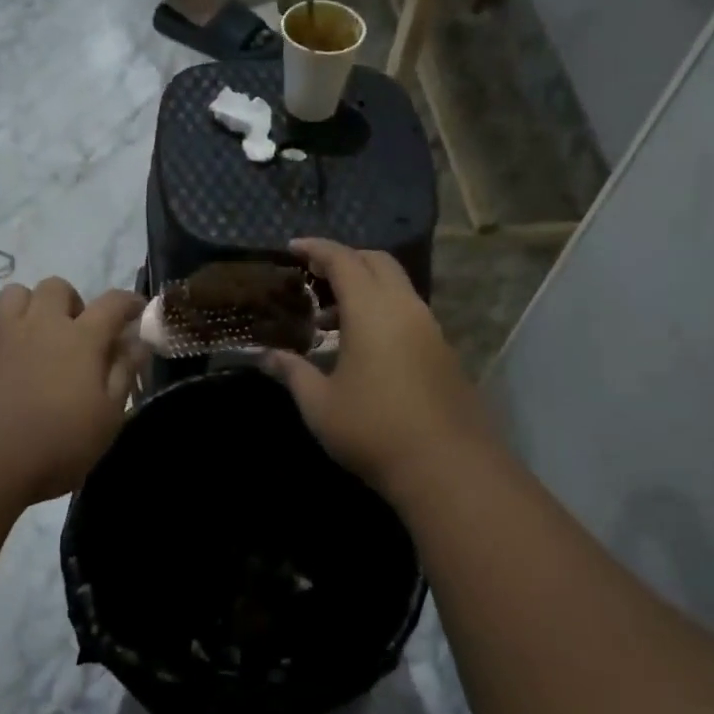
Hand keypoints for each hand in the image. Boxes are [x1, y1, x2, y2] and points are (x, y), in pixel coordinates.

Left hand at [0, 278, 143, 504]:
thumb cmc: (58, 445)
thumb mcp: (108, 418)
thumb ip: (123, 374)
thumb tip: (135, 342)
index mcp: (82, 340)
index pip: (113, 303)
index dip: (129, 302)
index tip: (137, 310)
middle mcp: (40, 326)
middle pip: (56, 287)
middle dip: (71, 301)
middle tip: (77, 331)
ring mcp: (0, 337)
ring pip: (12, 293)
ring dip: (27, 304)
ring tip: (33, 330)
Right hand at [262, 239, 490, 497]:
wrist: (446, 465)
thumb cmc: (373, 429)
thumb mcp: (320, 404)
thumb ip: (292, 372)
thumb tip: (266, 357)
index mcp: (372, 310)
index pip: (343, 260)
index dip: (316, 249)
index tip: (292, 248)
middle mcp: (405, 307)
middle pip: (376, 262)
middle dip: (344, 261)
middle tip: (313, 279)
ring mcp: (429, 328)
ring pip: (396, 287)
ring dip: (364, 289)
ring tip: (330, 321)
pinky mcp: (442, 351)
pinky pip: (407, 312)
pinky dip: (381, 311)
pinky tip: (362, 347)